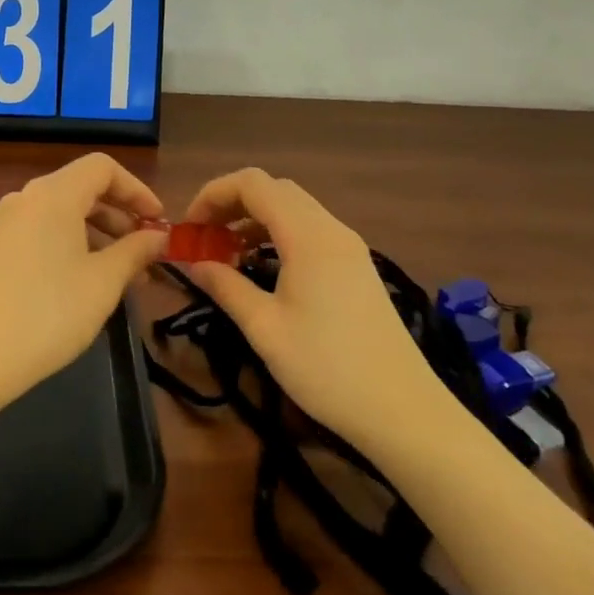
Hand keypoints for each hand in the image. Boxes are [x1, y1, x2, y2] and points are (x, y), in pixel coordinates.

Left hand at [0, 153, 167, 405]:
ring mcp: (6, 224)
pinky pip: (44, 232)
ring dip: (99, 234)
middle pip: (83, 188)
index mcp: (54, 194)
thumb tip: (158, 235)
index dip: (138, 189)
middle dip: (121, 216)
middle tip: (147, 253)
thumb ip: (135, 251)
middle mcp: (27, 198)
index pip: (103, 167)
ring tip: (124, 275)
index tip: (159, 223)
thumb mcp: (103, 282)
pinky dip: (73, 245)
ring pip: (64, 213)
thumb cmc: (48, 313)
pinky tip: (87, 283)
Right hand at [182, 168, 439, 443]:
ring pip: (293, 208)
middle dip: (231, 204)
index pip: (252, 184)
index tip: (189, 228)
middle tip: (204, 238)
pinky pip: (310, 229)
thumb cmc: (327, 369)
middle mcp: (330, 228)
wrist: (404, 410)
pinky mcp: (356, 266)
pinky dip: (278, 233)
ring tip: (226, 253)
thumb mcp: (264, 328)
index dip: (213, 194)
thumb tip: (192, 262)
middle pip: (273, 189)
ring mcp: (348, 246)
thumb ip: (225, 286)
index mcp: (307, 235)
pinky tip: (262, 267)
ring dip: (254, 218)